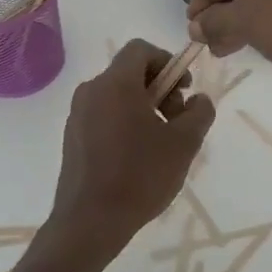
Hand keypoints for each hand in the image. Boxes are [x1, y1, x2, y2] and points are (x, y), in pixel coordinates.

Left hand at [47, 40, 215, 258]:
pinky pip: (103, 115)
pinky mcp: (72, 137)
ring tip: (160, 142)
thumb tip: (199, 100)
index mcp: (115, 83)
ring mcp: (77, 114)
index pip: (141, 49)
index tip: (183, 90)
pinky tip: (137, 157)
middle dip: (159, 88)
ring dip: (143, 107)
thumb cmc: (140, 176)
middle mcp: (91, 90)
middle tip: (176, 120)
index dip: (167, 62)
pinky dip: (124, 122)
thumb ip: (199, 112)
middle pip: (129, 72)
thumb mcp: (184, 144)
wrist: (89, 222)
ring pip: (116, 95)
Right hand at [186, 0, 271, 92]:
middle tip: (208, 39)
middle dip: (225, 10)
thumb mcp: (245, 21)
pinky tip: (254, 37)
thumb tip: (195, 28)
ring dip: (244, 15)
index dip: (204, 0)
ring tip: (226, 46)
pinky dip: (269, 10)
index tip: (192, 26)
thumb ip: (213, 20)